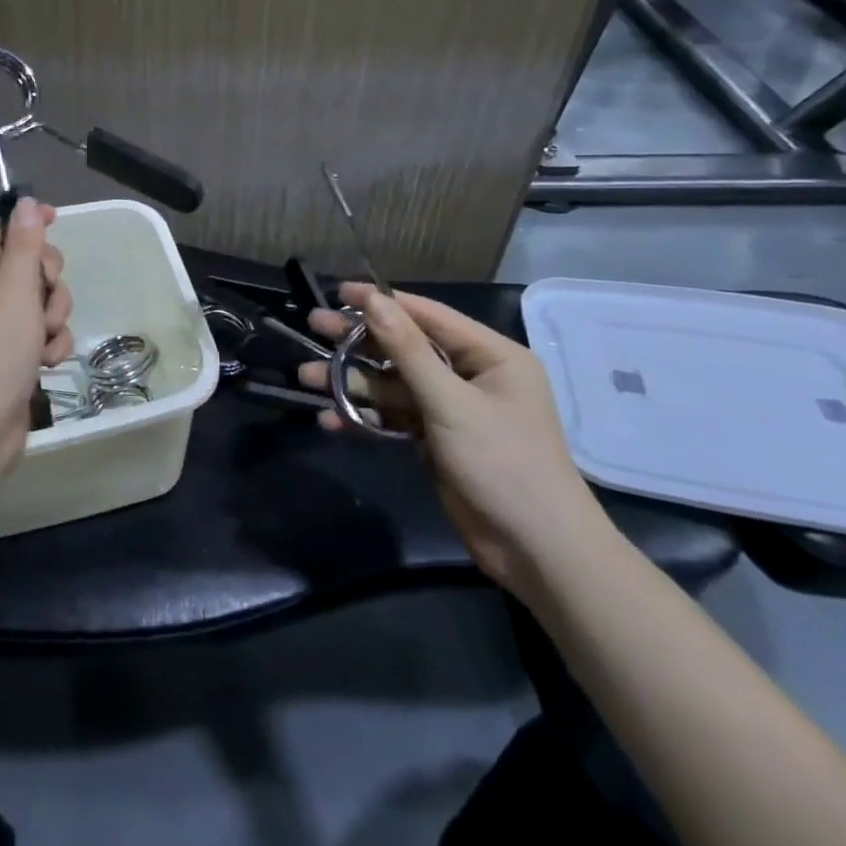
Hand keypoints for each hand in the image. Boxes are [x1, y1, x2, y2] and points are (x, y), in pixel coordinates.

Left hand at [0, 198, 73, 496]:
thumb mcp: (14, 290)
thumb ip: (24, 245)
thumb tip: (24, 202)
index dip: (21, 222)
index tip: (54, 220)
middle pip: (26, 264)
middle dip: (48, 277)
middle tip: (44, 293)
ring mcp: (2, 329)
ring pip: (43, 302)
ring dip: (54, 316)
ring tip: (44, 339)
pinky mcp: (18, 357)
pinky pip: (46, 335)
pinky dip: (52, 345)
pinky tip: (47, 363)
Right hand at [298, 284, 608, 593]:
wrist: (538, 554)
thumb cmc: (504, 465)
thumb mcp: (452, 404)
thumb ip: (408, 351)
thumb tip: (373, 300)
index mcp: (491, 355)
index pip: (428, 315)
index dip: (382, 302)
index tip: (337, 291)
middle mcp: (471, 375)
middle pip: (404, 347)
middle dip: (358, 341)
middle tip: (313, 326)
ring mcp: (452, 409)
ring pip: (393, 384)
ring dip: (352, 383)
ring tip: (307, 378)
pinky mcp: (437, 439)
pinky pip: (395, 416)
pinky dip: (366, 417)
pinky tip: (331, 420)